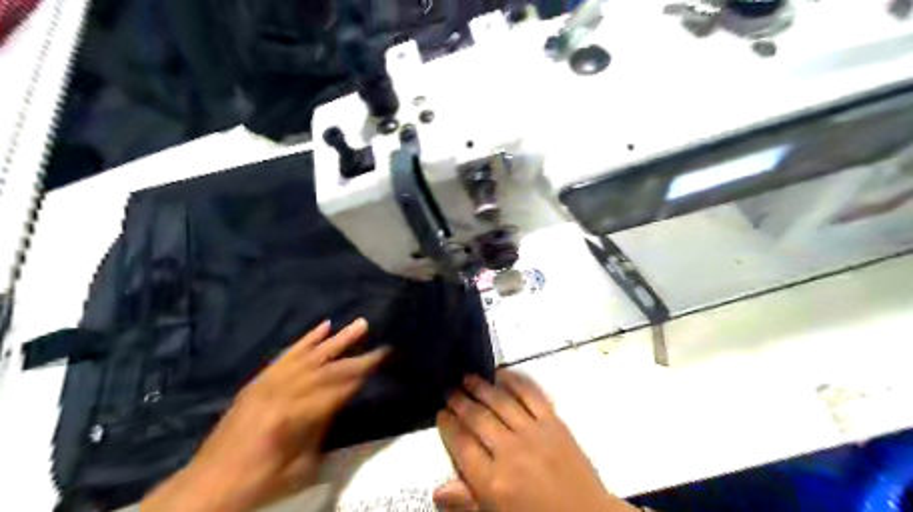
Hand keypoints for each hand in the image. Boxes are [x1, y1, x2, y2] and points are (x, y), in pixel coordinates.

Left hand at [140, 317, 386, 510]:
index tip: (384, 354)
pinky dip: (305, 340)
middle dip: (355, 350)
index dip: (364, 369)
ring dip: (336, 338)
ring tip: (357, 324)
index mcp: (297, 416)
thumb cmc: (261, 482)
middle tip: (375, 332)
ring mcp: (270, 384)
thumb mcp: (302, 465)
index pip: (340, 386)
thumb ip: (323, 426)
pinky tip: (322, 327)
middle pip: (328, 366)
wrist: (208, 486)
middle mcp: (284, 393)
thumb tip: (342, 398)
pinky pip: (286, 355)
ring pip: (310, 355)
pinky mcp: (259, 382)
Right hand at [433, 370, 637, 510]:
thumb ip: (467, 503)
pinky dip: (516, 381)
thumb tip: (437, 491)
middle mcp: (510, 452)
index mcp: (493, 481)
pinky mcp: (554, 422)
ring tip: (467, 377)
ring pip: (500, 403)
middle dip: (460, 402)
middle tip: (449, 390)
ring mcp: (534, 433)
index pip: (461, 445)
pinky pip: (532, 395)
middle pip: (478, 419)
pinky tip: (502, 373)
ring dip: (481, 387)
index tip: (440, 413)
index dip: (448, 426)